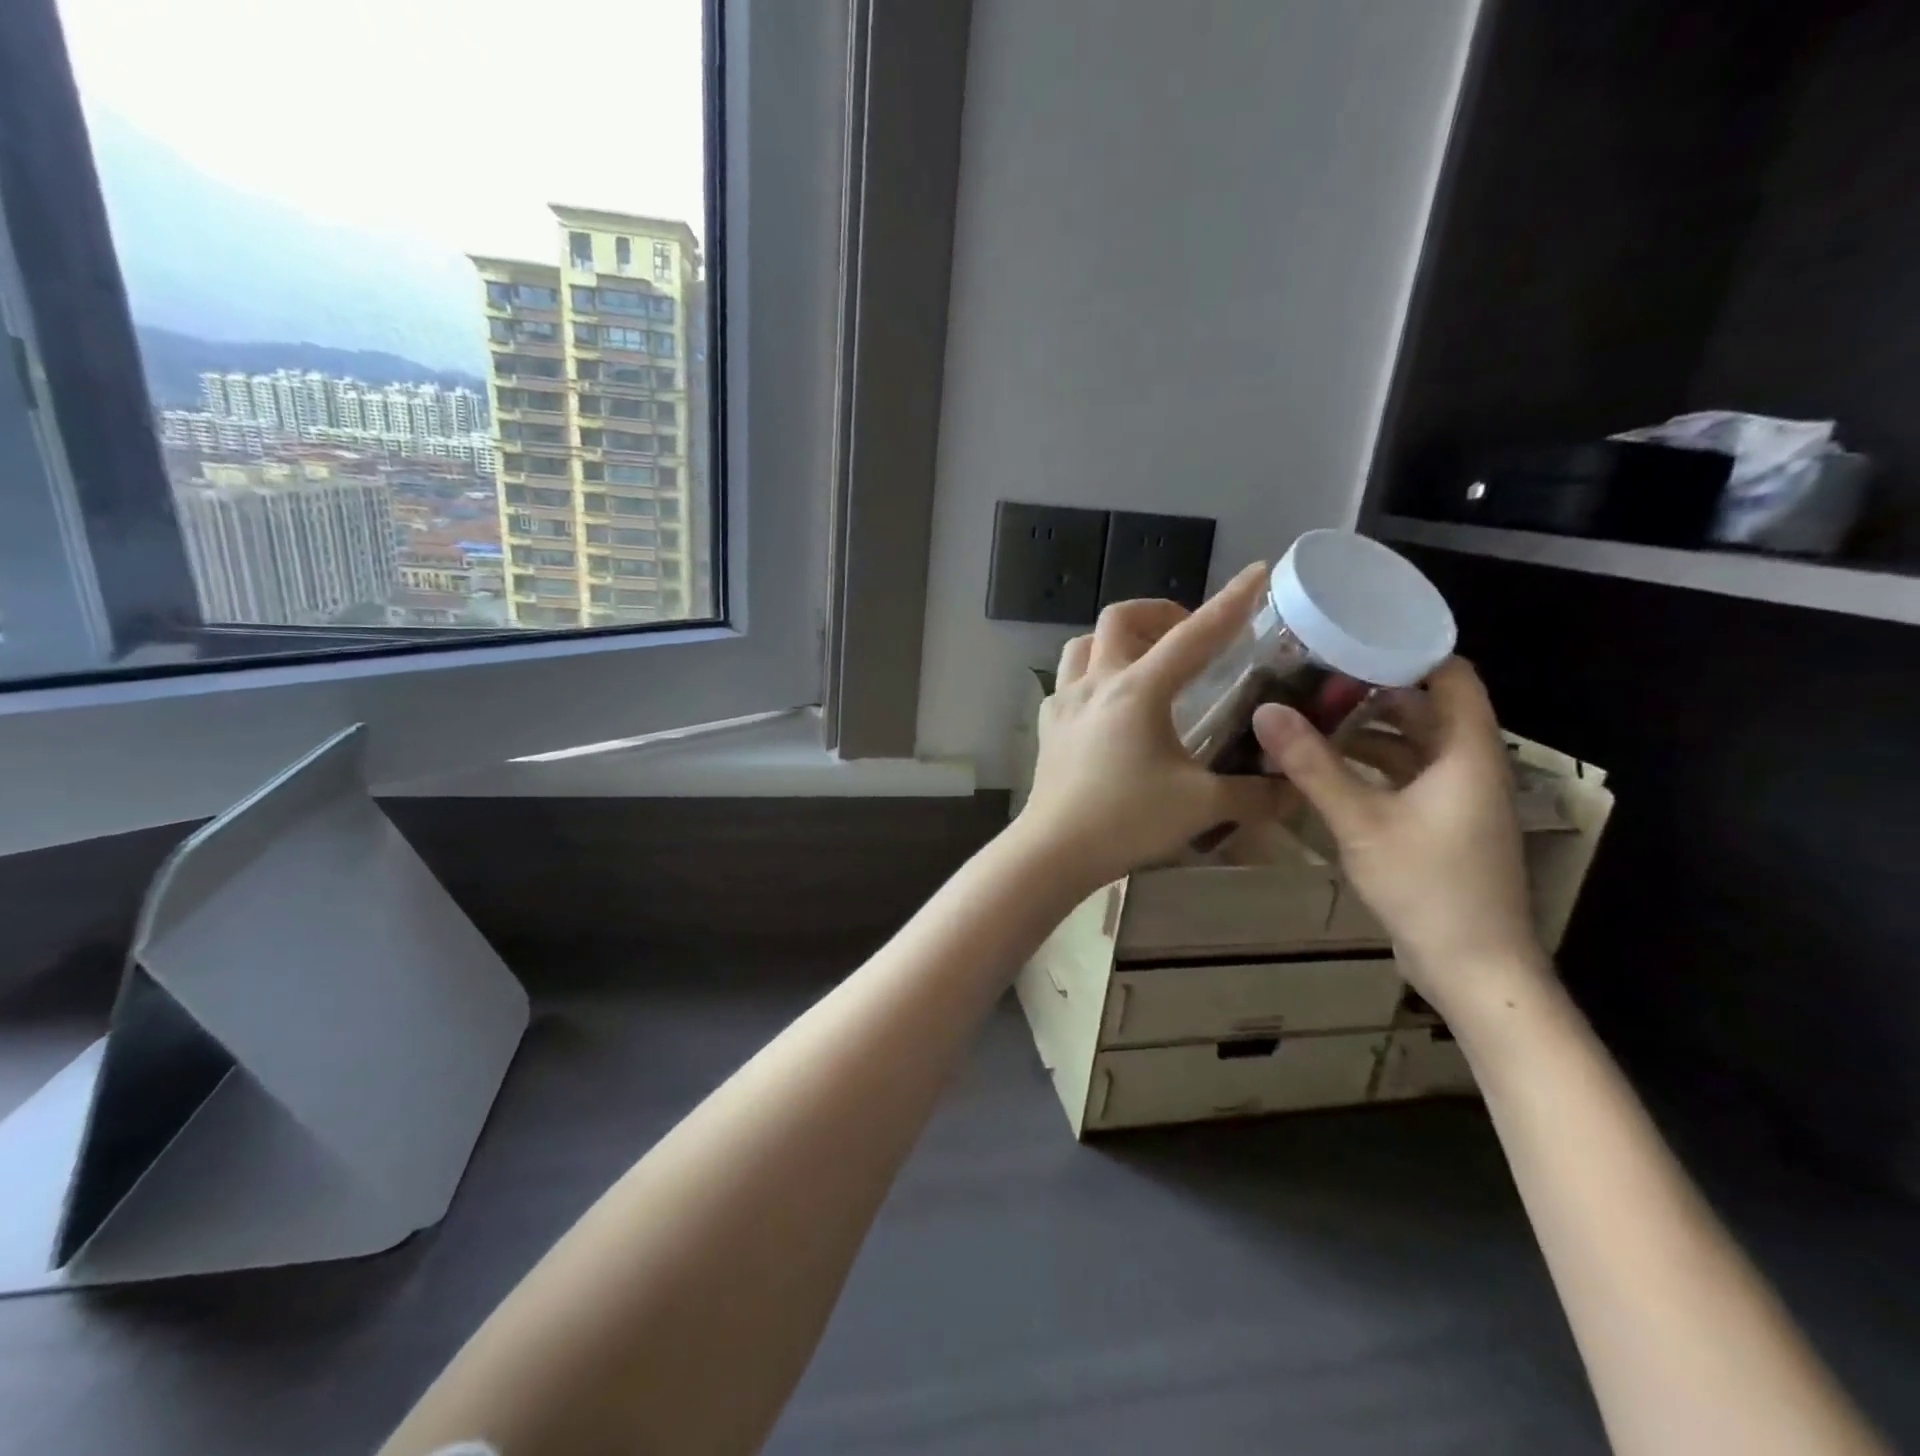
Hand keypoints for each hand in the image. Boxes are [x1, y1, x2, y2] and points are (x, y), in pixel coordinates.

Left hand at [1019, 563, 1289, 889]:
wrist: (1053, 850)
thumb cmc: (1127, 821)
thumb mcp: (1202, 805)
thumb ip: (1255, 793)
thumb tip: (1296, 789)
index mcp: (1138, 690)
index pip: (1194, 635)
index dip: (1230, 602)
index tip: (1257, 572)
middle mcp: (1097, 683)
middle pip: (1121, 618)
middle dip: (1159, 612)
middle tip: (1187, 634)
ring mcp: (1064, 702)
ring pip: (1085, 643)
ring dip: (1117, 639)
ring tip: (1145, 661)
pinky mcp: (1048, 725)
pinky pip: (1068, 680)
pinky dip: (1093, 675)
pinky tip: (1108, 705)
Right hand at [1251, 658, 1548, 1022]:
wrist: (1474, 968)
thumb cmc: (1428, 886)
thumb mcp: (1361, 822)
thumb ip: (1312, 765)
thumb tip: (1266, 710)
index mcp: (1467, 752)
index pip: (1451, 675)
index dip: (1408, 651)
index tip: (1350, 638)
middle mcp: (1470, 766)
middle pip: (1427, 707)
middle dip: (1374, 690)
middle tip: (1314, 677)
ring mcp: (1458, 798)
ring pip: (1414, 744)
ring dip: (1369, 730)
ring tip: (1311, 716)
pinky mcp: (1443, 825)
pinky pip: (1408, 776)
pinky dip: (1372, 765)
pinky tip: (1327, 768)